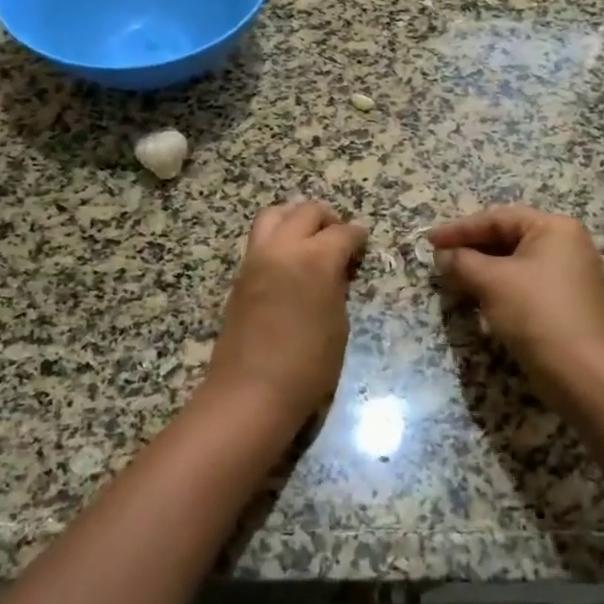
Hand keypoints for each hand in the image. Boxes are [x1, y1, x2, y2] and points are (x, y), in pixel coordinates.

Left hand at [205, 199, 368, 421]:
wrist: (251, 391)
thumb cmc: (307, 366)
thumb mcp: (338, 325)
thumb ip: (337, 288)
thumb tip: (336, 271)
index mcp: (315, 260)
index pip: (342, 232)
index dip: (358, 235)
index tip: (363, 241)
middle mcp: (283, 249)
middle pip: (305, 211)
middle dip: (327, 219)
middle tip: (339, 237)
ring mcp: (256, 259)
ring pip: (274, 215)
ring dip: (295, 218)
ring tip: (309, 239)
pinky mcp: (240, 275)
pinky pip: (260, 240)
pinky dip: (277, 237)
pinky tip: (289, 261)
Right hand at [427, 206, 603, 389]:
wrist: (581, 372)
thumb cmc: (536, 313)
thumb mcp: (491, 282)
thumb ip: (461, 262)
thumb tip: (441, 255)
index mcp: (555, 228)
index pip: (498, 218)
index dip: (460, 228)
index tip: (430, 241)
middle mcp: (566, 245)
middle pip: (508, 238)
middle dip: (470, 249)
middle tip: (438, 259)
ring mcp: (568, 275)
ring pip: (514, 263)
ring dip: (481, 270)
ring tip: (450, 278)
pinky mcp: (564, 303)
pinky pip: (524, 284)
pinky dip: (498, 287)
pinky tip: (475, 298)